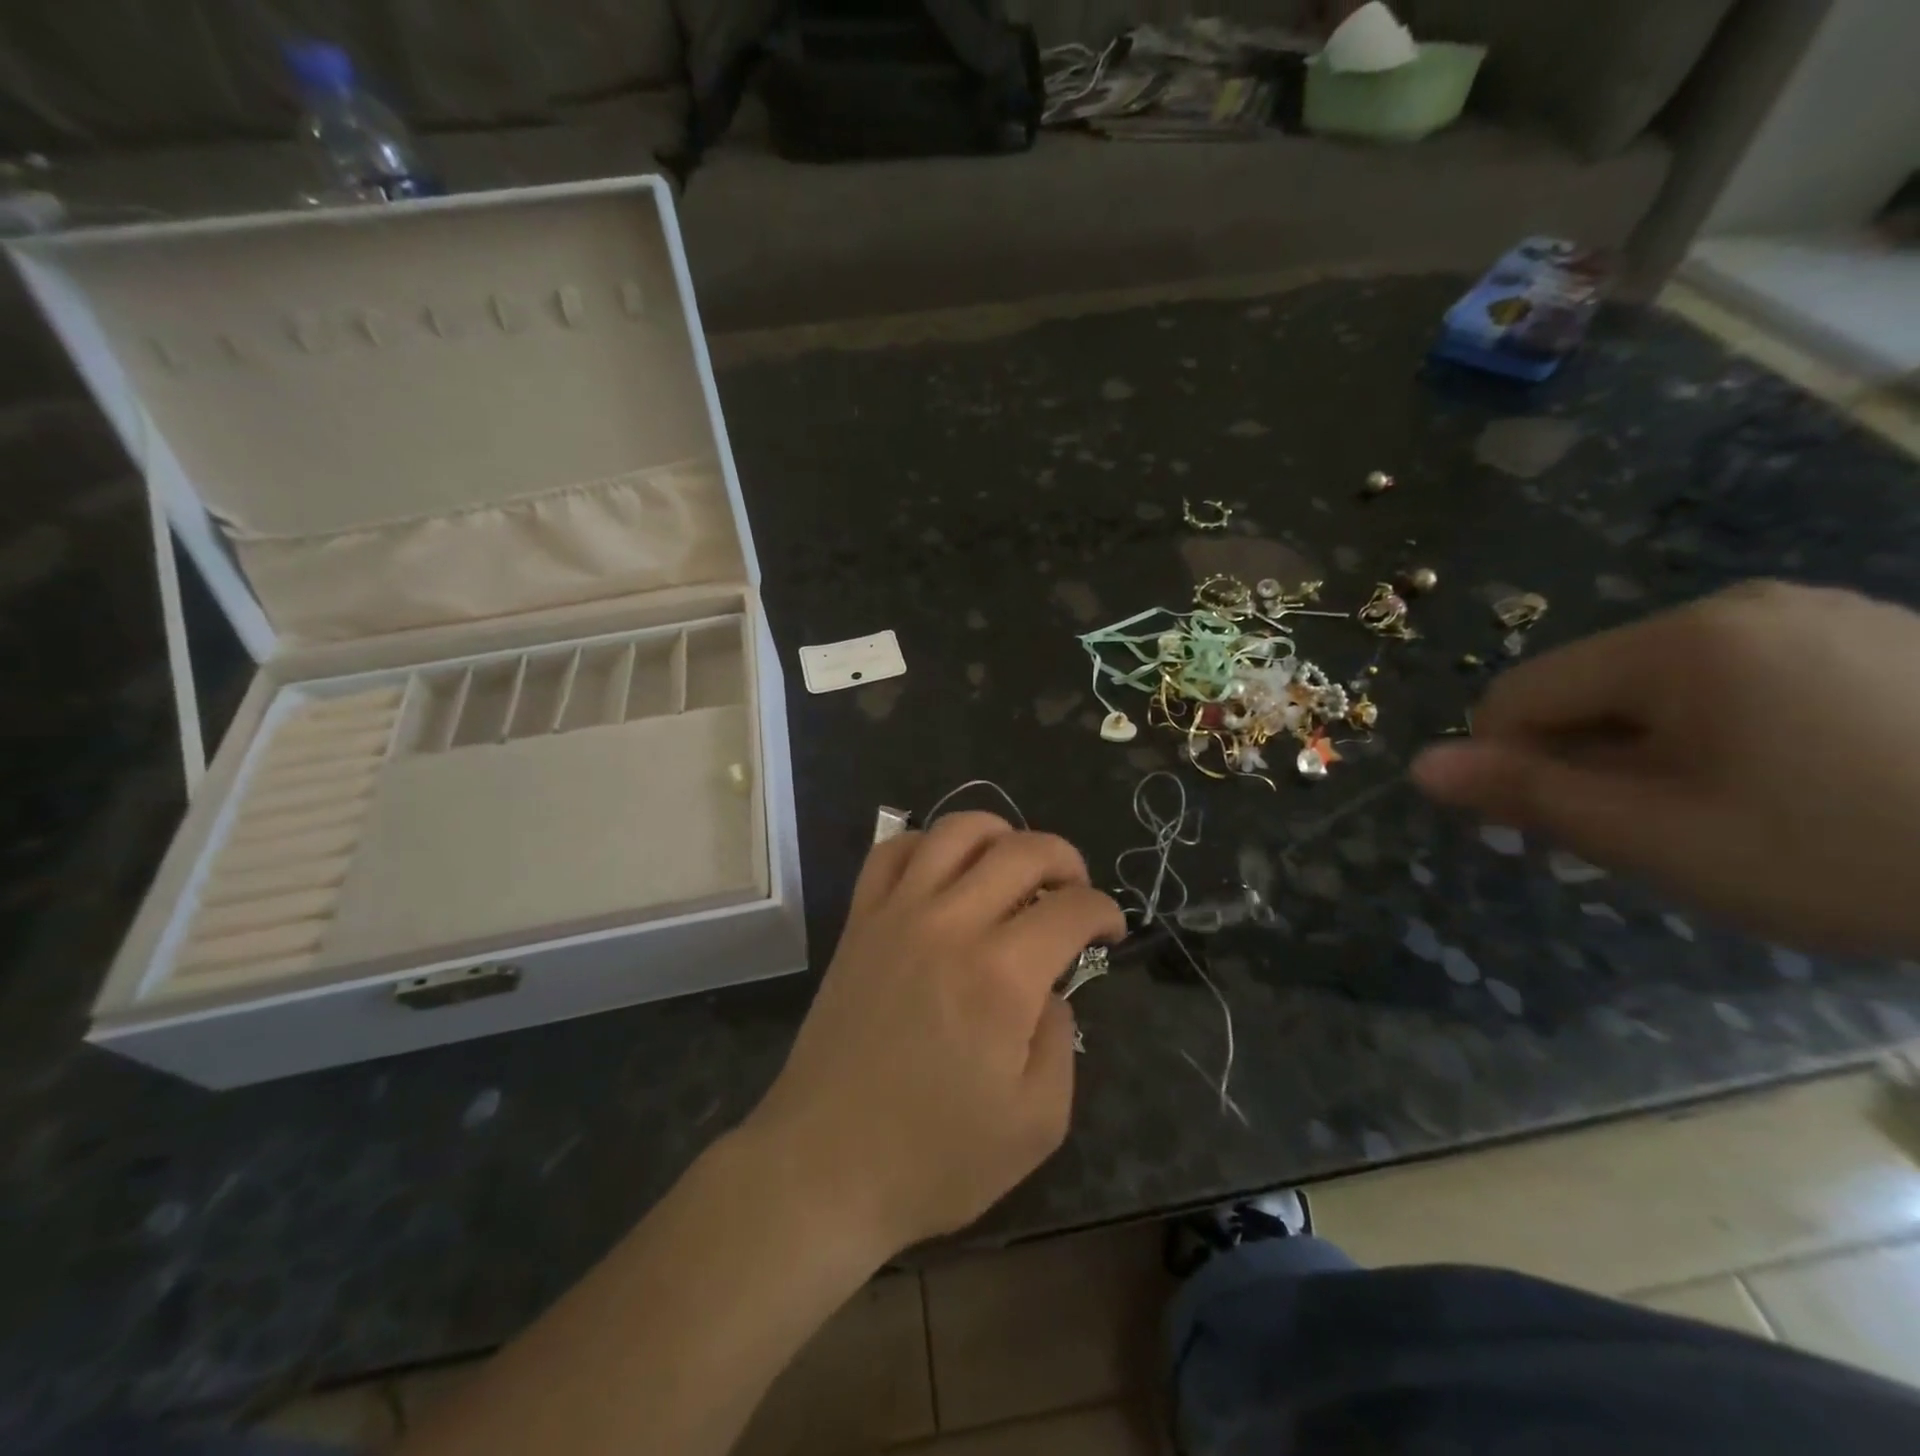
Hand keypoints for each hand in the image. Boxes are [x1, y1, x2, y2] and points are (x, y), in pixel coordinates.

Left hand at [743, 813, 1124, 1257]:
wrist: (825, 1165)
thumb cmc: (935, 1157)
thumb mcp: (1037, 1122)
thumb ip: (1061, 1040)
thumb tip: (1051, 991)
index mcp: (1002, 975)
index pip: (1072, 908)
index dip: (1105, 911)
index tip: (1110, 932)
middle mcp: (951, 924)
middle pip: (1023, 850)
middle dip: (1065, 859)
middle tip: (1074, 891)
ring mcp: (898, 914)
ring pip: (956, 831)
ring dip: (1000, 834)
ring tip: (1014, 865)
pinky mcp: (859, 921)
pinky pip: (891, 851)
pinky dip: (926, 843)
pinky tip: (942, 872)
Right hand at [1412, 581, 1919, 955]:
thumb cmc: (1859, 851)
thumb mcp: (1667, 840)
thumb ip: (1530, 797)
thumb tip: (1420, 768)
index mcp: (1676, 645)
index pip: (1519, 695)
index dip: (1512, 764)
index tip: (1563, 829)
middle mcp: (1734, 609)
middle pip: (1592, 690)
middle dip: (1594, 761)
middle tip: (1663, 834)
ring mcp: (1815, 616)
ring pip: (1664, 690)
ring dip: (1659, 753)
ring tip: (1739, 817)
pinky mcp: (1876, 638)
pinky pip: (1742, 683)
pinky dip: (1730, 736)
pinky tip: (1804, 787)